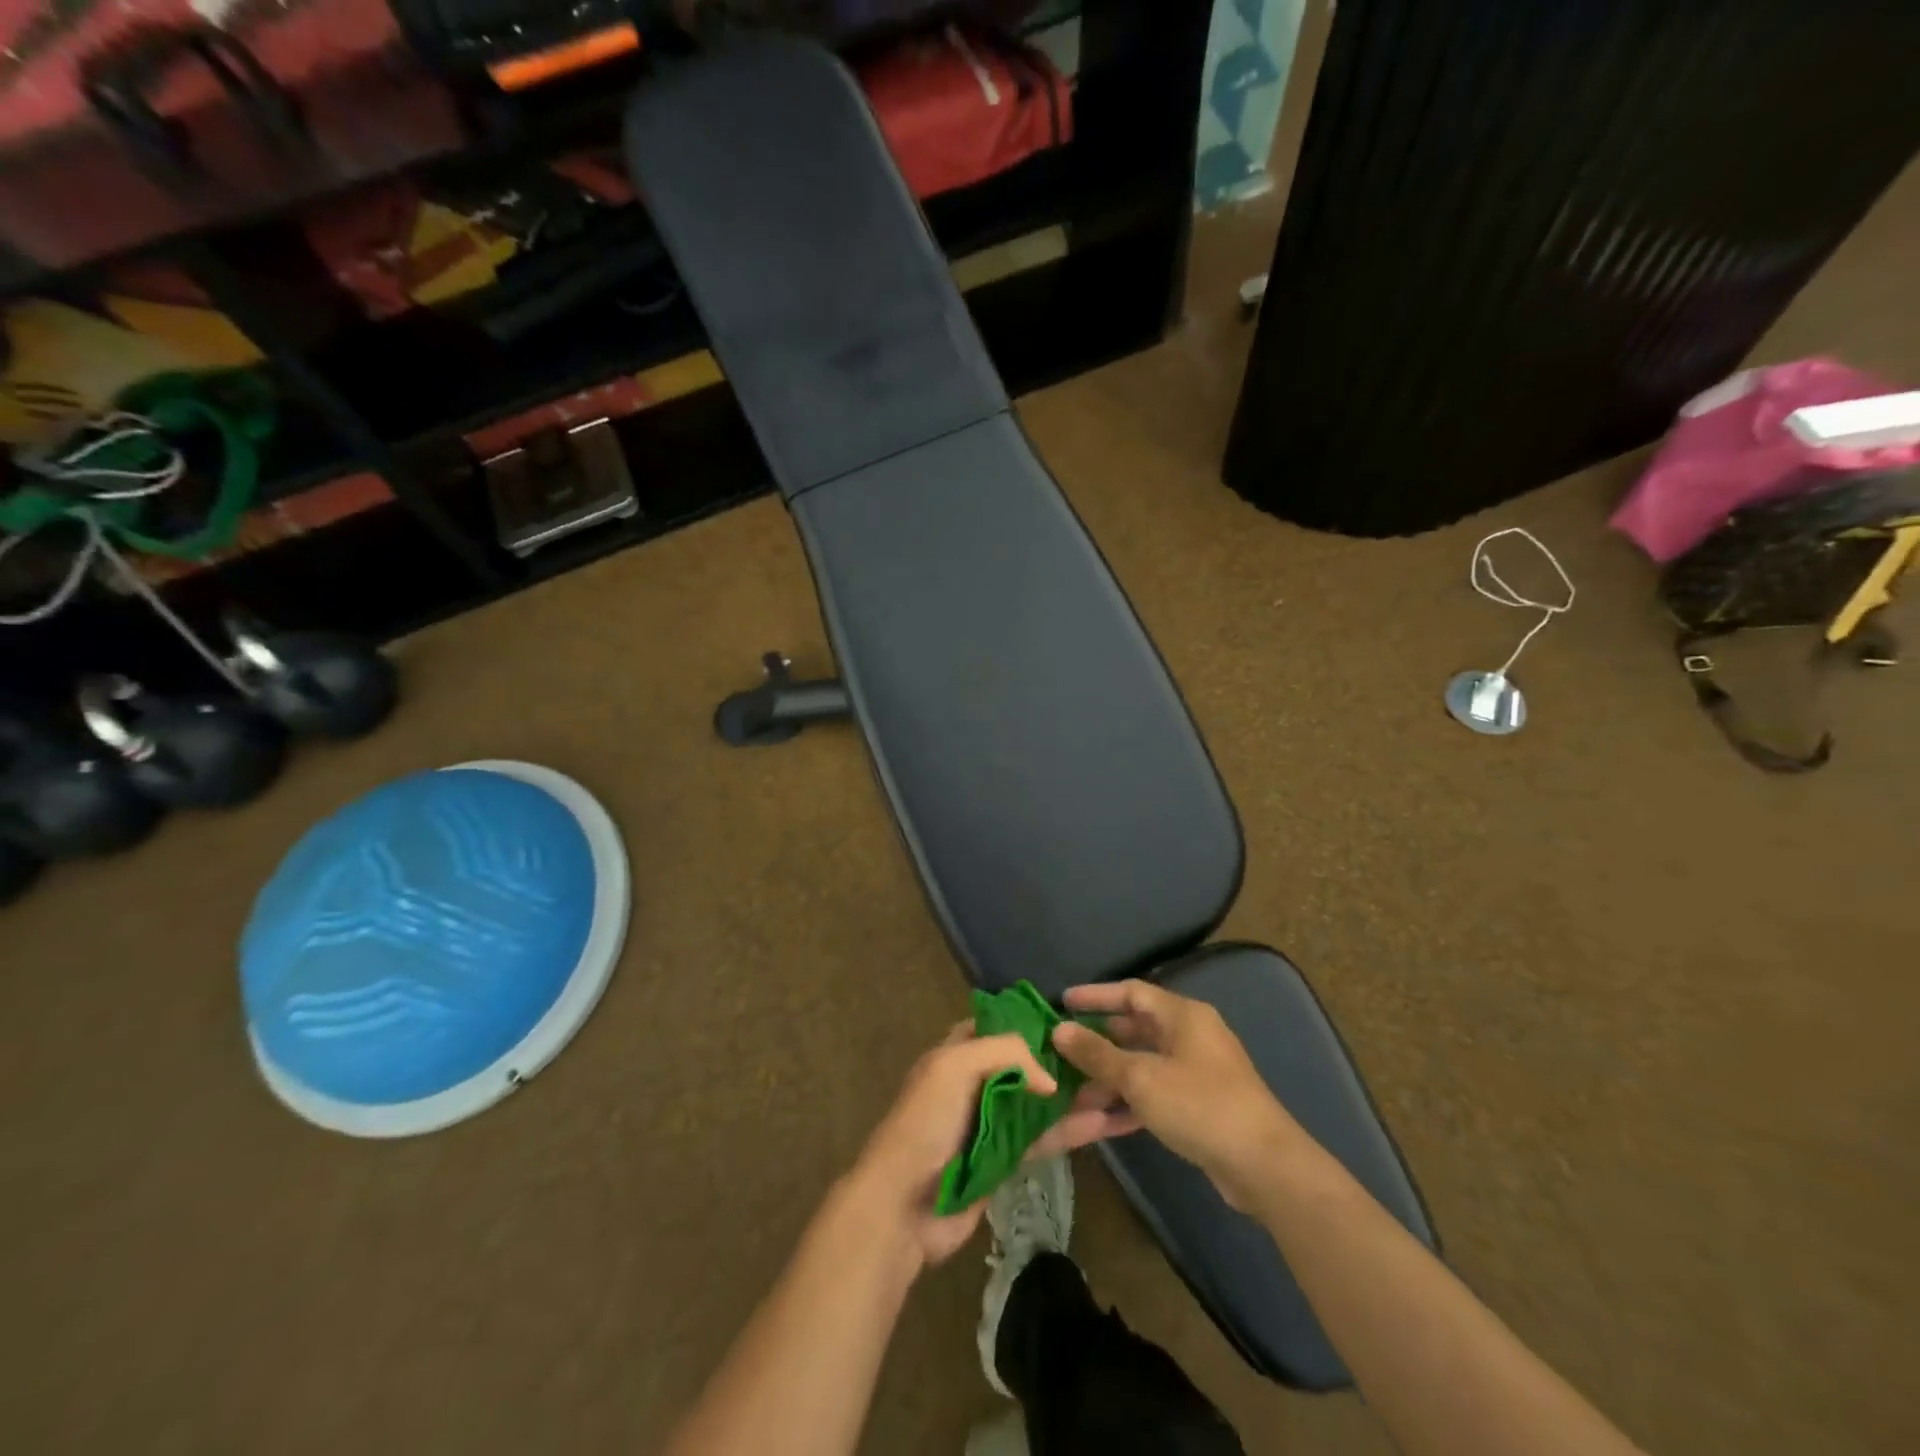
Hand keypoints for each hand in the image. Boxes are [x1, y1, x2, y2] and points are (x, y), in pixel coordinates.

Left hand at [845, 1022, 1124, 1267]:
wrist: (902, 1205)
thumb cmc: (926, 1123)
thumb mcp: (955, 1067)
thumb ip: (1006, 1053)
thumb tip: (1050, 1079)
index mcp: (958, 1052)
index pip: (1001, 1026)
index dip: (1035, 1022)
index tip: (1076, 1020)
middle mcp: (977, 1081)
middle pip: (1029, 1064)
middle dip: (1067, 1060)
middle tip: (1112, 1055)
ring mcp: (992, 1122)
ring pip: (1042, 1101)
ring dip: (1078, 1096)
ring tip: (1122, 1087)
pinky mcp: (1006, 1159)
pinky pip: (1044, 1137)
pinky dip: (1072, 1129)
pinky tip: (1107, 1124)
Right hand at [1052, 980, 1302, 1211]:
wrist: (1265, 1167)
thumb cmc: (1201, 1105)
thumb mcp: (1141, 1078)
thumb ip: (1097, 1053)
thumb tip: (1058, 1030)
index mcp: (1182, 1015)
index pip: (1130, 992)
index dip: (1095, 996)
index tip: (1062, 1002)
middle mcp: (1189, 1036)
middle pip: (1133, 1031)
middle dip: (1096, 1044)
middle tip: (1060, 1052)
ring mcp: (1195, 1073)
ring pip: (1140, 1067)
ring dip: (1107, 1080)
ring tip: (1070, 1095)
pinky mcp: (1197, 1107)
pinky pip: (1153, 1095)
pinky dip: (1127, 1104)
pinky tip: (1097, 1122)